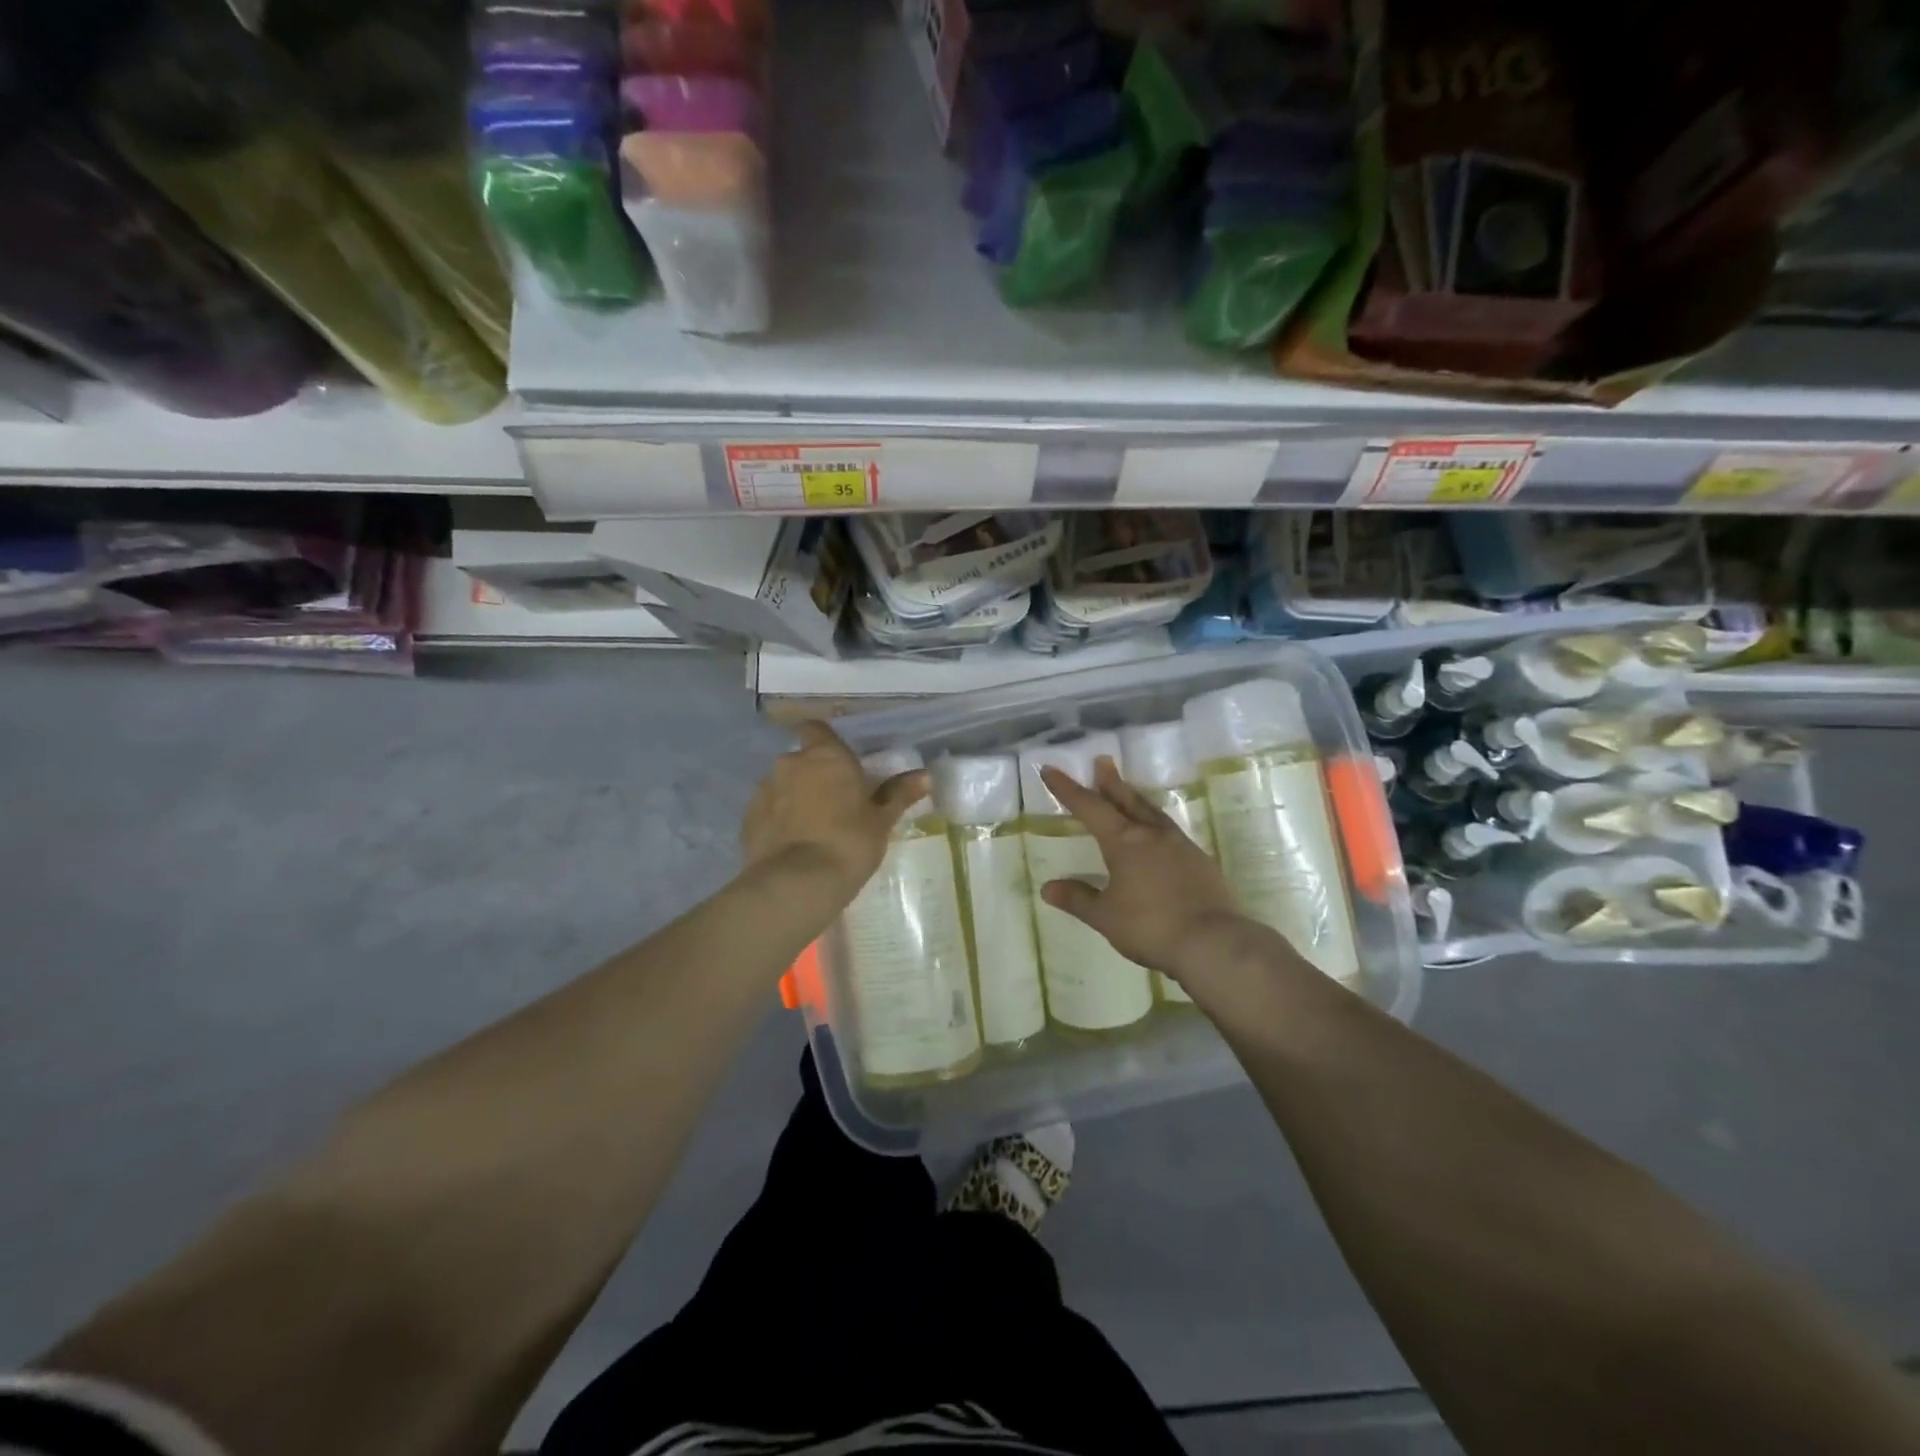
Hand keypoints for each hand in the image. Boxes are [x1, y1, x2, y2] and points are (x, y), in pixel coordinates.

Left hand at [741, 722, 926, 898]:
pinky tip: (793, 845)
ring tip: (812, 828)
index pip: (816, 728)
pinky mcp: (748, 819)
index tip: (839, 761)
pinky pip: (767, 811)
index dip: (825, 741)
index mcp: (825, 755)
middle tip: (834, 802)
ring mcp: (764, 790)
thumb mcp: (881, 820)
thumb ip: (899, 794)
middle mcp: (790, 763)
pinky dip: (778, 821)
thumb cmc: (849, 842)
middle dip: (813, 775)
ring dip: (794, 798)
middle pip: (801, 759)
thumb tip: (924, 776)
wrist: (798, 883)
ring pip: (782, 785)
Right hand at [1037, 756, 1249, 978]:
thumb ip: (1078, 899)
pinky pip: (1171, 831)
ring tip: (1127, 791)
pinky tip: (1157, 833)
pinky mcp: (1201, 861)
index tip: (1051, 769)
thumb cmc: (1150, 926)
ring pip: (1151, 812)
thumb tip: (1048, 887)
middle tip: (1102, 761)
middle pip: (1126, 799)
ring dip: (1135, 798)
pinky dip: (1155, 823)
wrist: (1212, 942)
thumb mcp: (1105, 916)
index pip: (1090, 807)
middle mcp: (1152, 834)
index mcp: (1124, 841)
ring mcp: (1180, 845)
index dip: (1068, 789)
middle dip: (1110, 781)